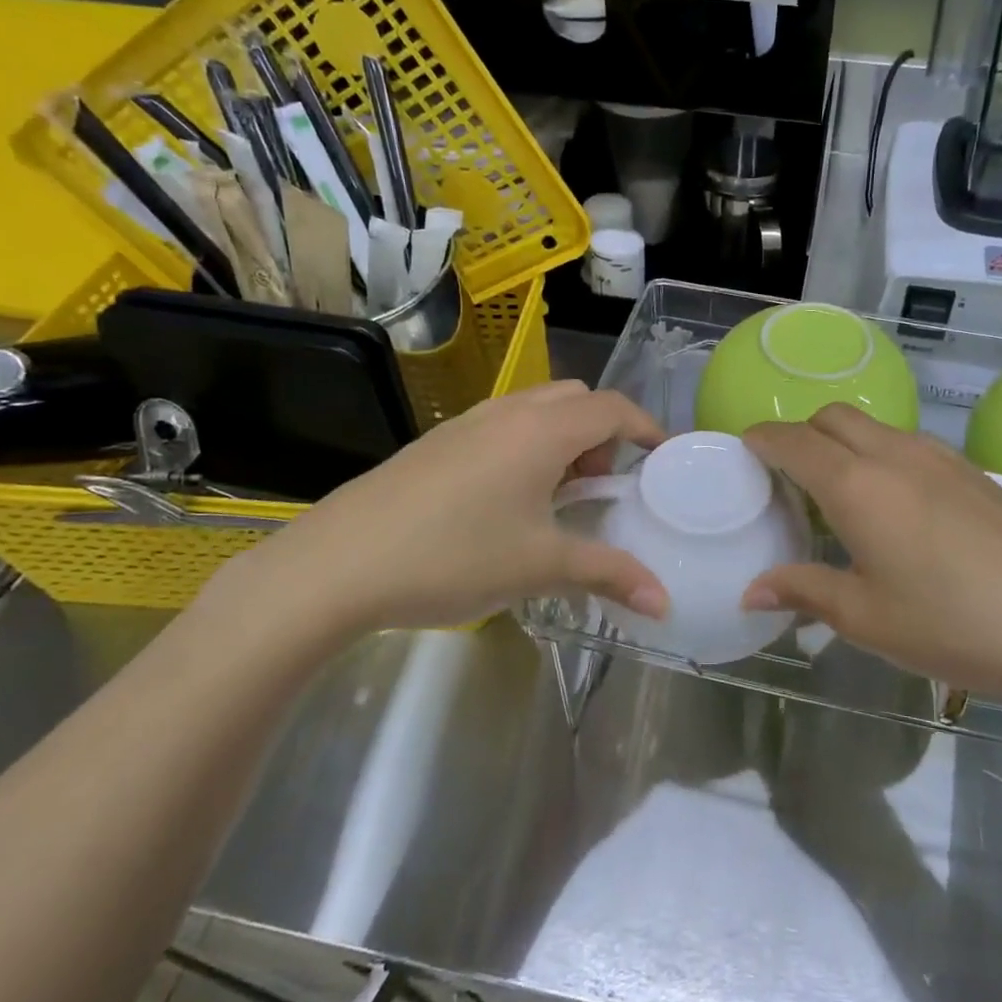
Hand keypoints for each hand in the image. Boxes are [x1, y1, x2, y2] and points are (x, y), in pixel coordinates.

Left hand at [219, 381, 669, 641]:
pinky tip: (506, 504)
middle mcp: (507, 413)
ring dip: (562, 440)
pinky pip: (500, 427)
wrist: (336, 565)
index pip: (612, 408)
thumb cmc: (453, 556)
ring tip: (557, 497)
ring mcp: (466, 424)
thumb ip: (609, 575)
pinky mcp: (435, 444)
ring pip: (535, 410)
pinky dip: (525, 448)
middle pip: (575, 399)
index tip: (664, 458)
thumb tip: (664, 602)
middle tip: (601, 485)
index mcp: (541, 431)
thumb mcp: (540, 566)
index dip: (646, 428)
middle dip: (603, 433)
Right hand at [741, 404, 1001, 707]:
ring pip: (873, 425)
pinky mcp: (974, 471)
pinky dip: (880, 454)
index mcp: (856, 485)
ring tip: (838, 492)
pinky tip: (895, 505)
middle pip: (831, 417)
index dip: (761, 439)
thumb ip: (804, 592)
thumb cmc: (955, 623)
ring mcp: (940, 457)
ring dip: (842, 442)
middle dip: (800, 433)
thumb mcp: (867, 619)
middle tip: (787, 478)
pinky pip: (908, 443)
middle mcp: (894, 454)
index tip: (743, 450)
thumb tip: (752, 591)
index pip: (792, 441)